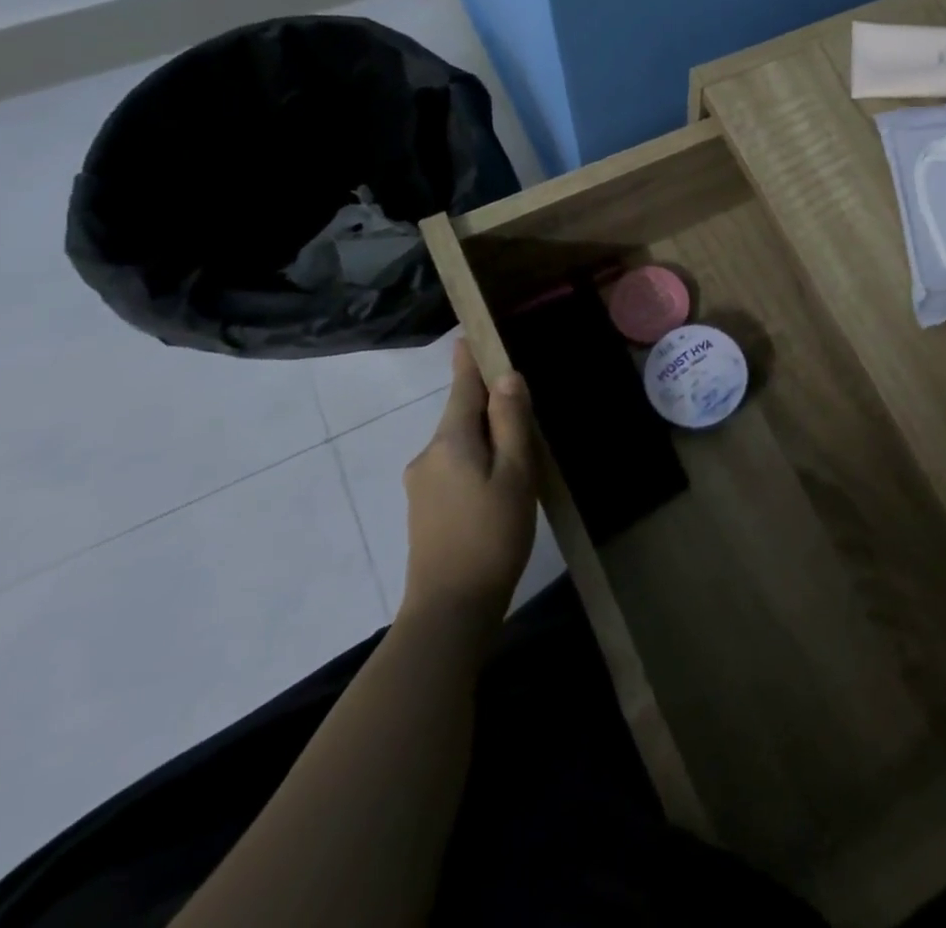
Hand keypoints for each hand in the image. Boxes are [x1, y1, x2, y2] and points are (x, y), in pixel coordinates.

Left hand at [399, 343, 537, 626]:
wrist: (449, 610)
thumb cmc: (491, 535)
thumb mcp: (514, 474)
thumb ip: (511, 423)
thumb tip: (507, 377)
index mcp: (450, 441)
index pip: (462, 387)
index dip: (469, 361)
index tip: (468, 335)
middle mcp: (428, 456)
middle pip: (460, 415)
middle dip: (487, 404)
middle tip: (523, 402)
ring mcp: (422, 485)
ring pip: (459, 444)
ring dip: (485, 437)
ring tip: (519, 449)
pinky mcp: (424, 510)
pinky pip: (454, 467)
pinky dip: (476, 460)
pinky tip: (498, 483)